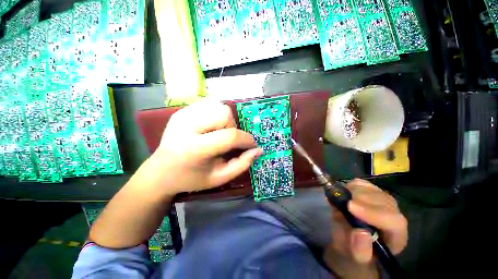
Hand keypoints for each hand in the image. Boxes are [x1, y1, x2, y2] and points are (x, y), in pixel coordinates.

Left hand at [146, 100, 262, 195]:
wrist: (160, 172)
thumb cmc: (192, 178)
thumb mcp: (219, 178)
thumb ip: (241, 164)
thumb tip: (258, 150)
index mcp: (194, 148)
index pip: (230, 136)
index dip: (246, 139)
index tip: (251, 145)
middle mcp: (186, 126)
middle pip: (224, 113)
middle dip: (233, 126)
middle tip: (229, 139)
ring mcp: (182, 115)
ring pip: (218, 105)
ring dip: (226, 120)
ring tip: (219, 133)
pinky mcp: (180, 111)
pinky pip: (208, 104)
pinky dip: (216, 114)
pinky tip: (211, 127)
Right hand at [324, 179, 407, 277]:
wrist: (349, 239)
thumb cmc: (354, 251)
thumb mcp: (355, 257)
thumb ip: (360, 250)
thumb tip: (360, 232)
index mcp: (396, 236)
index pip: (394, 221)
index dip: (373, 213)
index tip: (350, 207)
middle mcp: (393, 215)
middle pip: (384, 201)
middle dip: (361, 199)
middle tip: (342, 201)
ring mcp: (382, 200)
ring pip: (373, 190)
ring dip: (354, 191)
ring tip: (342, 199)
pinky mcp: (369, 191)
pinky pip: (362, 183)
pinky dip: (351, 185)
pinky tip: (344, 193)